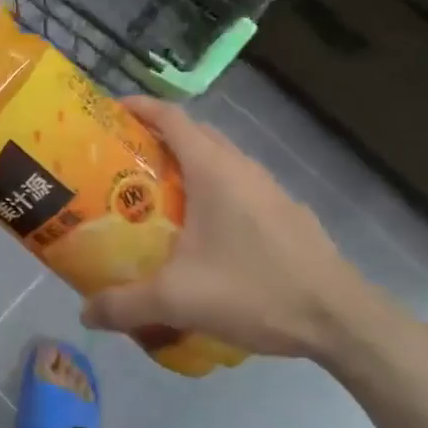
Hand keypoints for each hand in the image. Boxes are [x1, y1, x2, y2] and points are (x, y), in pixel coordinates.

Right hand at [84, 96, 399, 360]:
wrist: (342, 320)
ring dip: (187, 164)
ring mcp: (269, 189)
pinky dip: (212, 189)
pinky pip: (238, 185)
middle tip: (122, 159)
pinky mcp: (286, 213)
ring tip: (156, 193)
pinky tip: (203, 230)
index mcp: (214, 170)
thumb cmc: (256, 290)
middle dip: (157, 136)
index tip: (109, 111)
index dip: (139, 107)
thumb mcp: (179, 300)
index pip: (171, 117)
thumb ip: (126, 304)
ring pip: (219, 159)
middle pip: (193, 133)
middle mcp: (242, 167)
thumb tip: (85, 314)